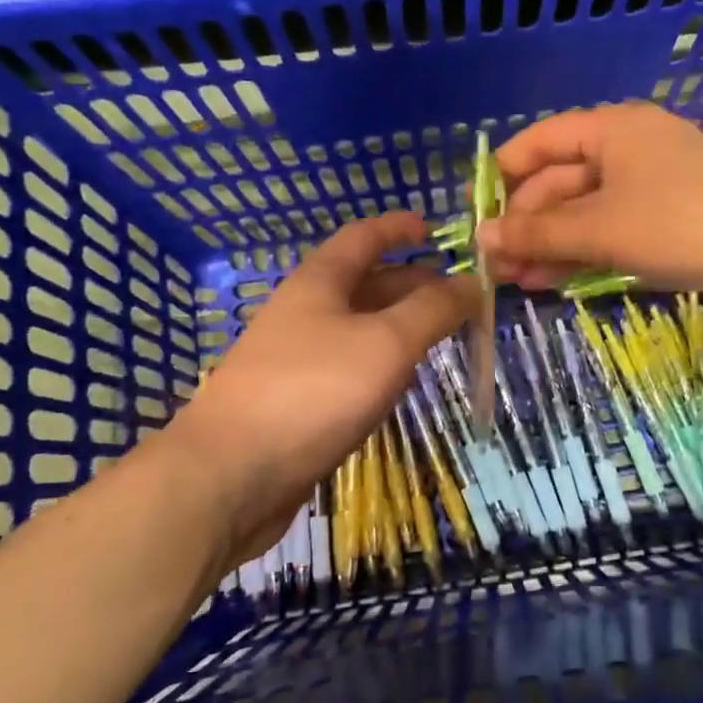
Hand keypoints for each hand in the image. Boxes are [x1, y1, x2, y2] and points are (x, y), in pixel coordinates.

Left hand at [167, 212, 475, 568]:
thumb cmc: (312, 392)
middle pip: (364, 283)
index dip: (397, 227)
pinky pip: (348, 368)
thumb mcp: (384, 343)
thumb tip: (472, 282)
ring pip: (358, 329)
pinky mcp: (296, 402)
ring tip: (442, 337)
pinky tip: (401, 383)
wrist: (230, 475)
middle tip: (458, 297)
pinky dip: (381, 365)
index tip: (434, 230)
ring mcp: (297, 358)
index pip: (362, 237)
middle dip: (412, 283)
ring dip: (399, 326)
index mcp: (319, 283)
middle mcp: (305, 312)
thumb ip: (432, 310)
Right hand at [479, 102, 702, 298]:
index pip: (537, 143)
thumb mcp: (602, 230)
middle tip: (499, 268)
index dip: (502, 179)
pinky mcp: (669, 214)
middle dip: (527, 222)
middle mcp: (627, 145)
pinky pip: (612, 225)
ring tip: (520, 282)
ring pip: (585, 208)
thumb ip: (538, 232)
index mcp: (610, 129)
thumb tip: (481, 239)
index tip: (477, 220)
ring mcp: (650, 180)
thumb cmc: (683, 225)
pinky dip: (585, 249)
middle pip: (559, 179)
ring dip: (552, 242)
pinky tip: (558, 279)